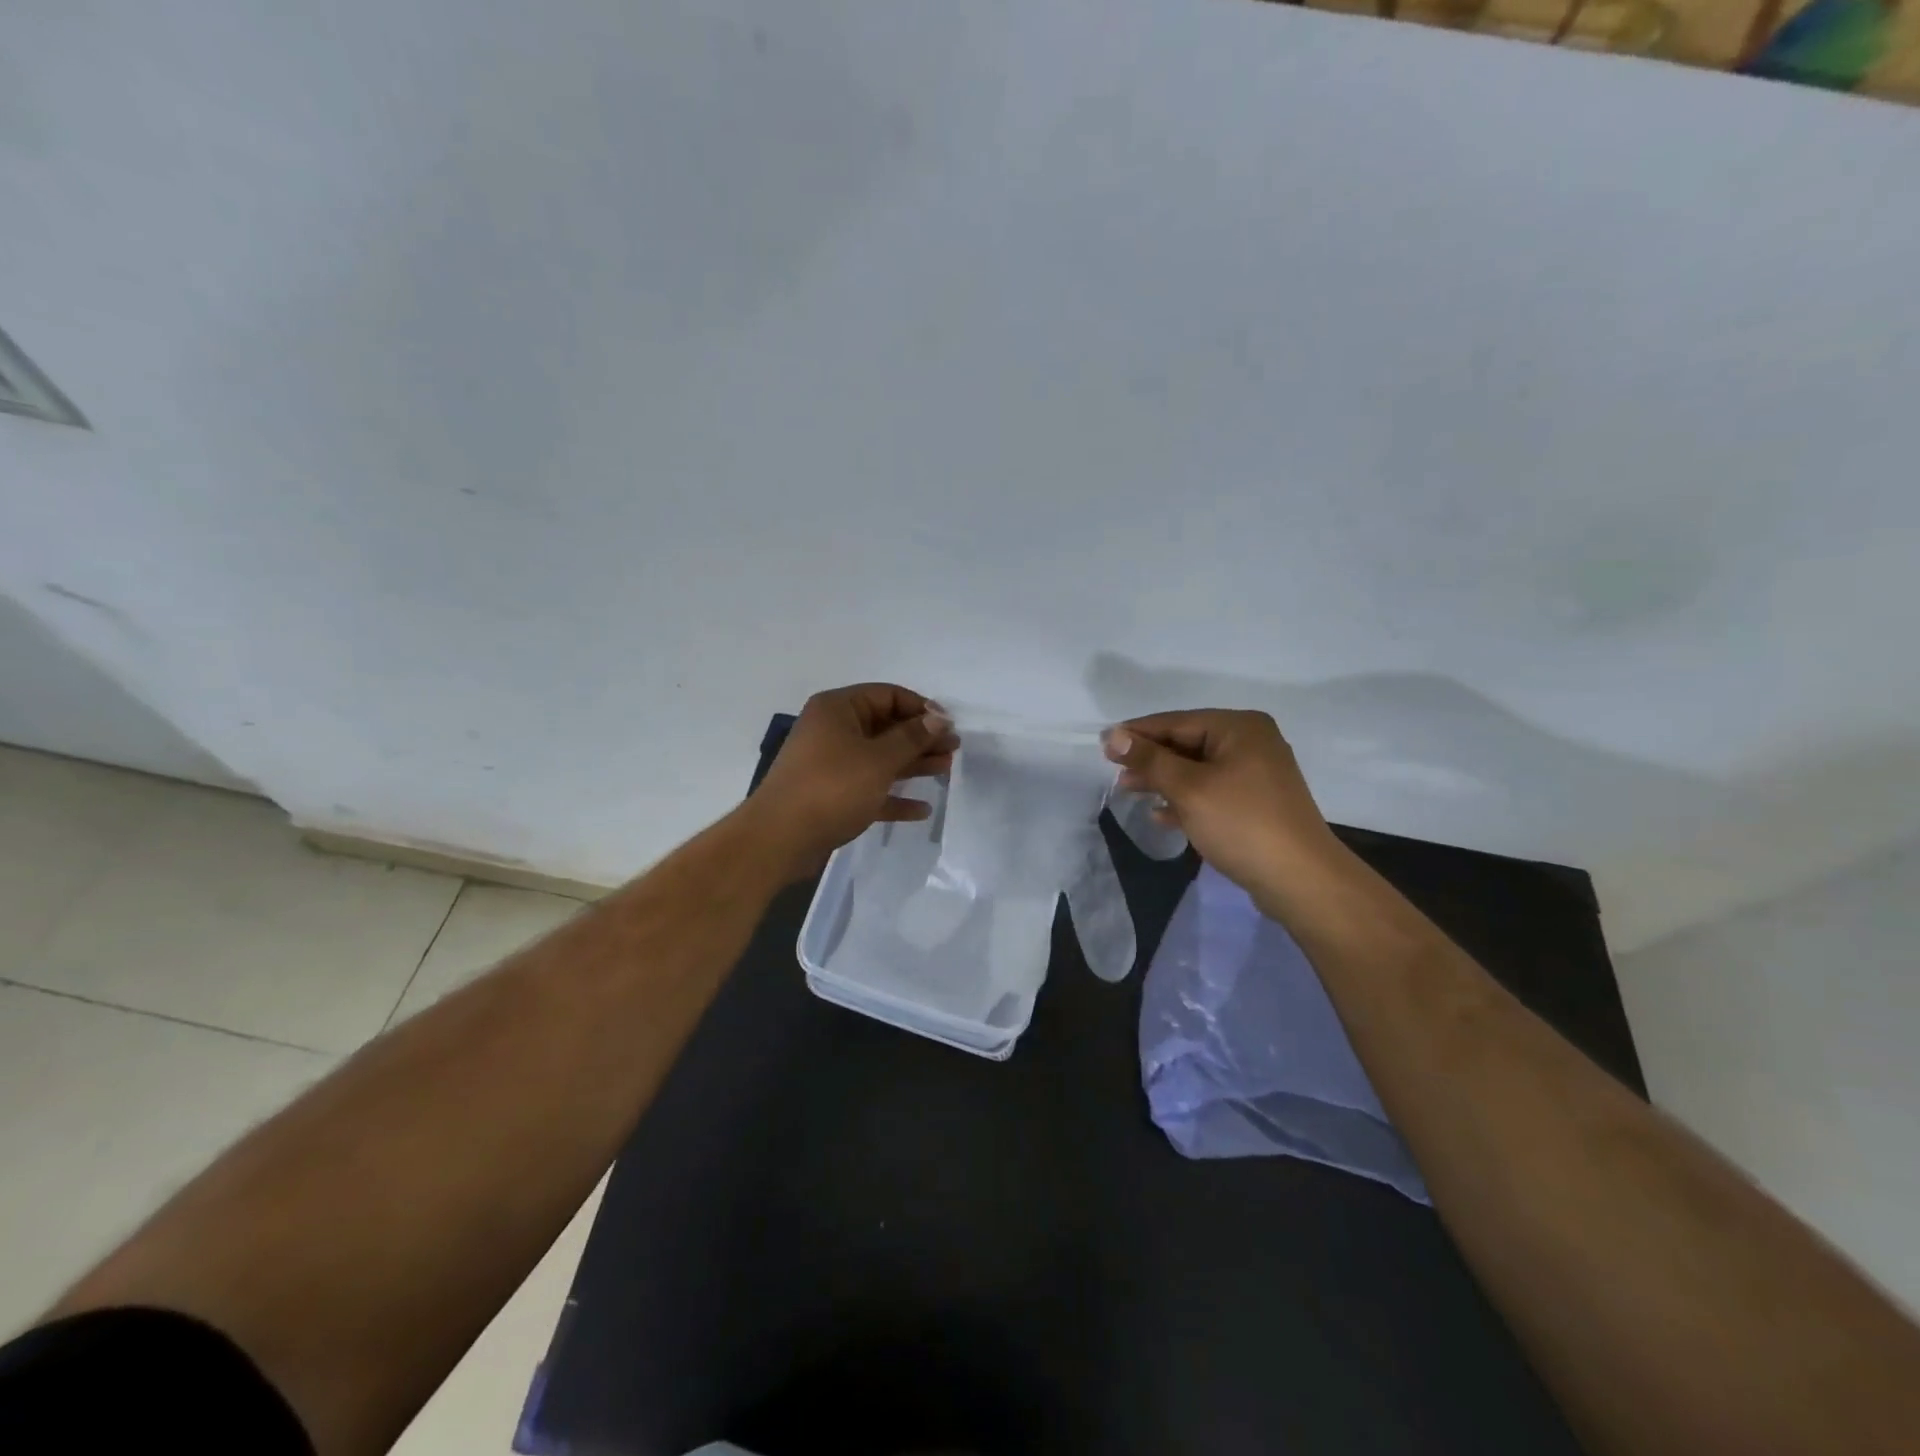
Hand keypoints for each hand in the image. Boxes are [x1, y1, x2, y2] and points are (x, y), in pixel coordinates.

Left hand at [747, 683, 957, 876]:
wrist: (779, 839)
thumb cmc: (831, 787)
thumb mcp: (878, 759)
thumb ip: (912, 738)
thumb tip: (939, 717)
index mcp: (838, 709)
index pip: (887, 695)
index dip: (921, 708)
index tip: (949, 726)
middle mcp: (833, 730)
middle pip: (886, 727)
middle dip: (921, 738)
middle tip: (954, 749)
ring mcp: (832, 764)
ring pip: (880, 758)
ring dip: (913, 764)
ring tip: (946, 771)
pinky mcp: (832, 796)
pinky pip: (870, 789)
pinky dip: (894, 796)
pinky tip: (922, 809)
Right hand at [1103, 709, 1337, 892]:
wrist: (1300, 879)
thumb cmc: (1241, 823)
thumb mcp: (1188, 788)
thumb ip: (1149, 760)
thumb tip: (1113, 735)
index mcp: (1239, 728)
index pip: (1176, 722)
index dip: (1138, 733)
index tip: (1103, 745)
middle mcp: (1250, 742)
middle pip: (1187, 743)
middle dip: (1150, 759)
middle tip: (1115, 773)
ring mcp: (1256, 774)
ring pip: (1197, 769)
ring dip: (1163, 780)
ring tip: (1129, 791)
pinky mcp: (1256, 803)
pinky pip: (1211, 791)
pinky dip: (1185, 799)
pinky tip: (1162, 815)